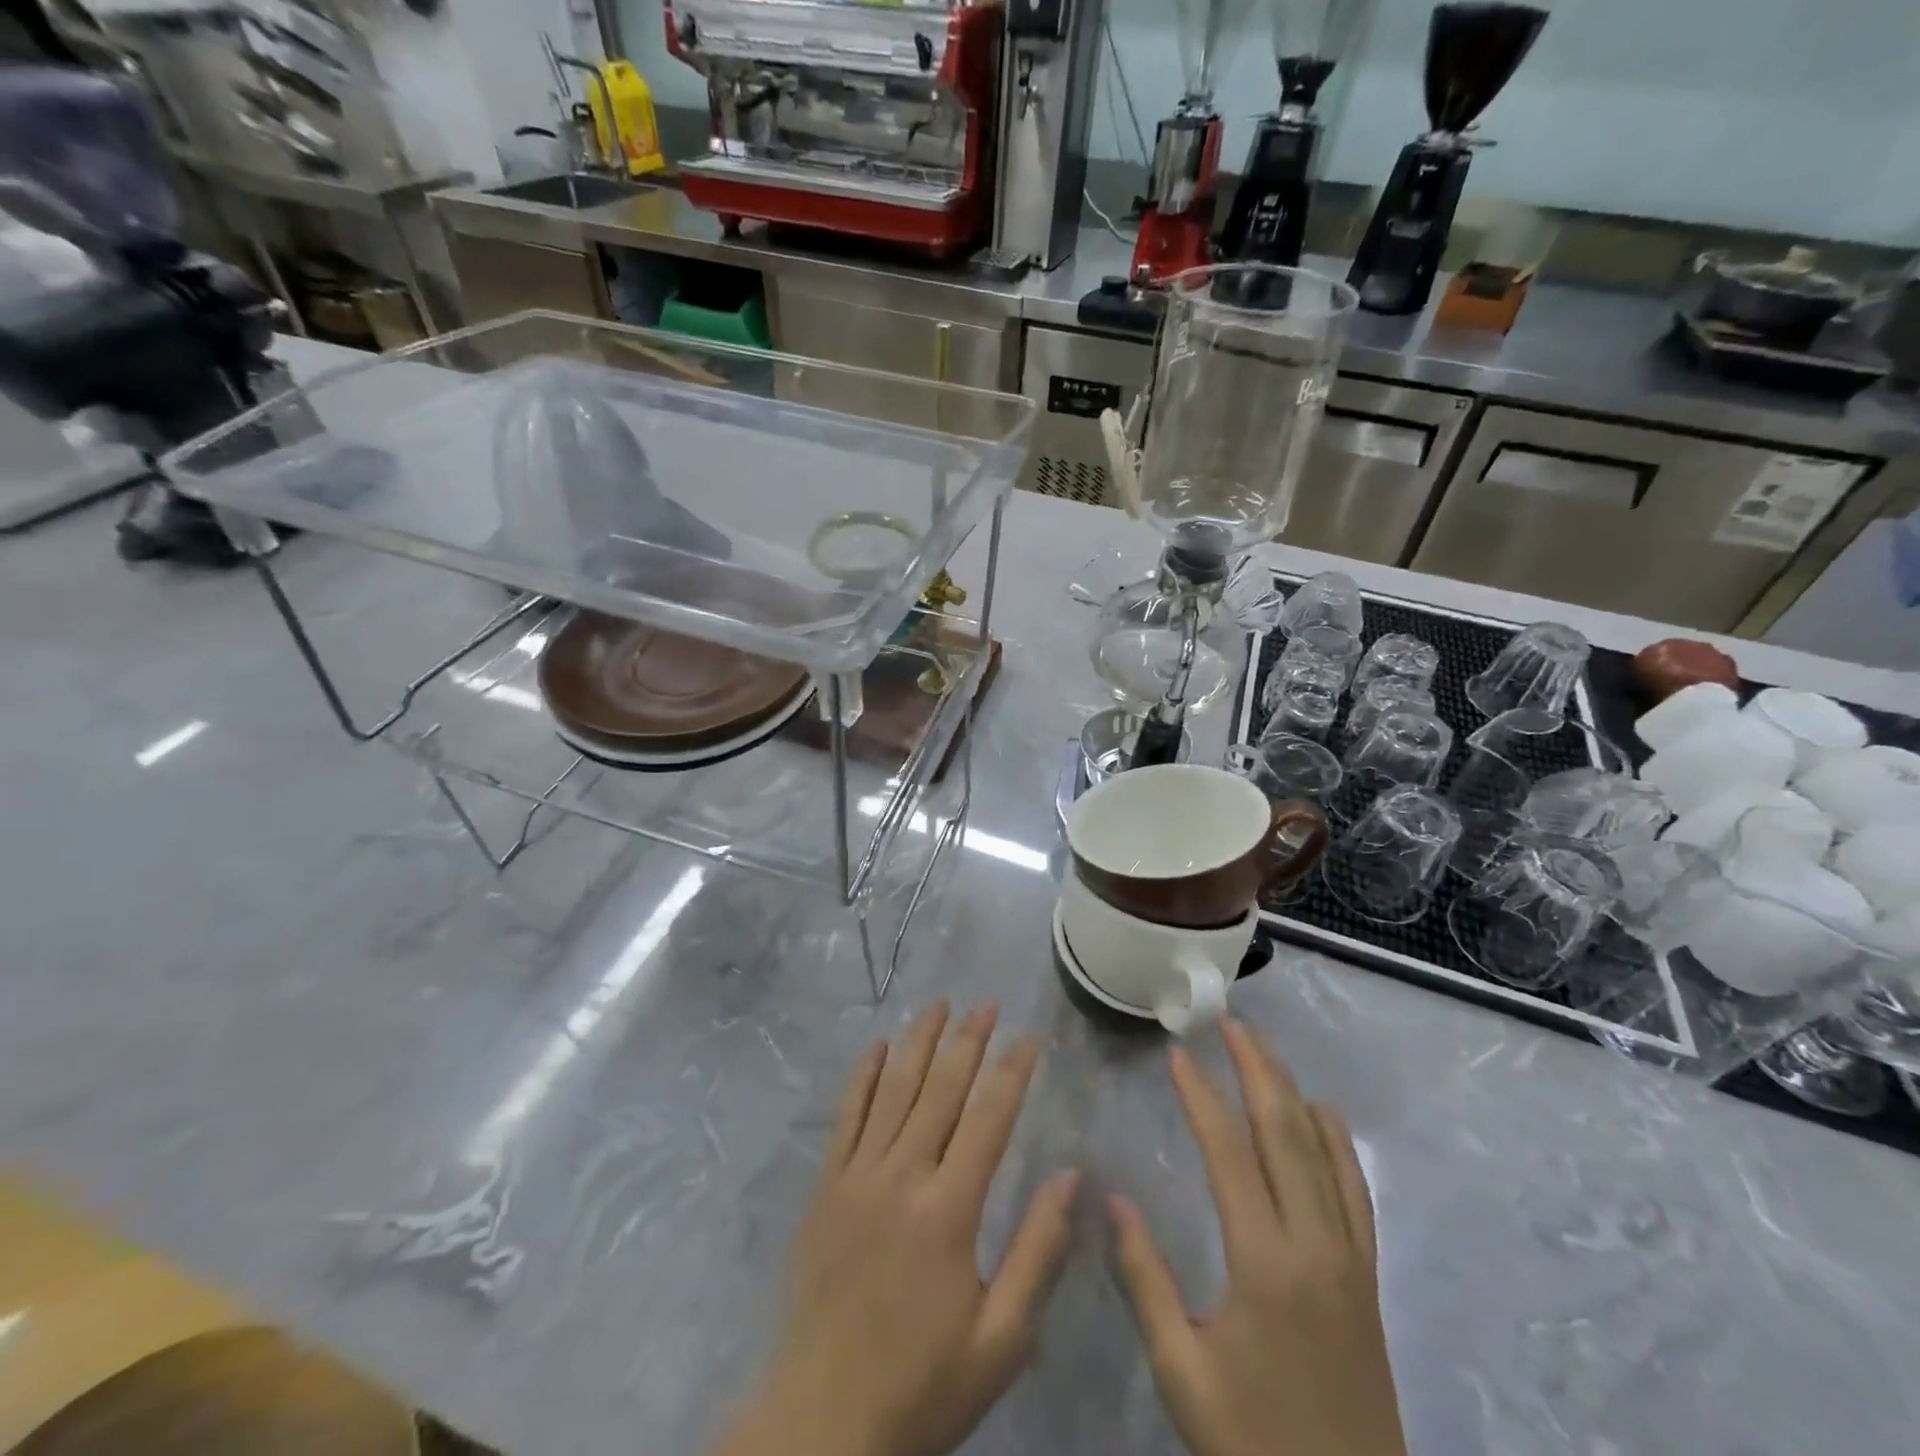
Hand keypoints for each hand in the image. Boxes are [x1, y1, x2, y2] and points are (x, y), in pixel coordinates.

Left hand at [714, 1003, 1077, 1455]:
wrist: (822, 1422)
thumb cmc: (922, 1384)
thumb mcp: (1002, 1339)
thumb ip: (1038, 1251)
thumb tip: (1072, 1177)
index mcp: (949, 1210)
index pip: (990, 1117)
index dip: (1013, 1071)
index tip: (1031, 1036)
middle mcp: (902, 1175)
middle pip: (941, 1089)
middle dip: (968, 1041)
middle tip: (986, 1003)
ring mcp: (857, 1175)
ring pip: (893, 1089)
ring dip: (918, 1042)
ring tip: (938, 1004)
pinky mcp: (825, 1186)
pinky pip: (846, 1116)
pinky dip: (862, 1076)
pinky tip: (875, 1047)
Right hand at [1111, 1021, 1405, 1455]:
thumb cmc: (1252, 1439)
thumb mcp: (1183, 1370)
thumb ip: (1146, 1280)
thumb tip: (1110, 1201)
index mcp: (1263, 1262)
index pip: (1229, 1153)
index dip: (1201, 1096)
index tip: (1178, 1055)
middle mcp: (1313, 1244)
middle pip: (1285, 1133)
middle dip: (1256, 1070)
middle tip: (1230, 1024)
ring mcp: (1349, 1258)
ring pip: (1323, 1152)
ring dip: (1292, 1091)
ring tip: (1264, 1050)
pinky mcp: (1367, 1277)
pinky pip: (1356, 1191)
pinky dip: (1338, 1142)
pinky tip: (1325, 1114)